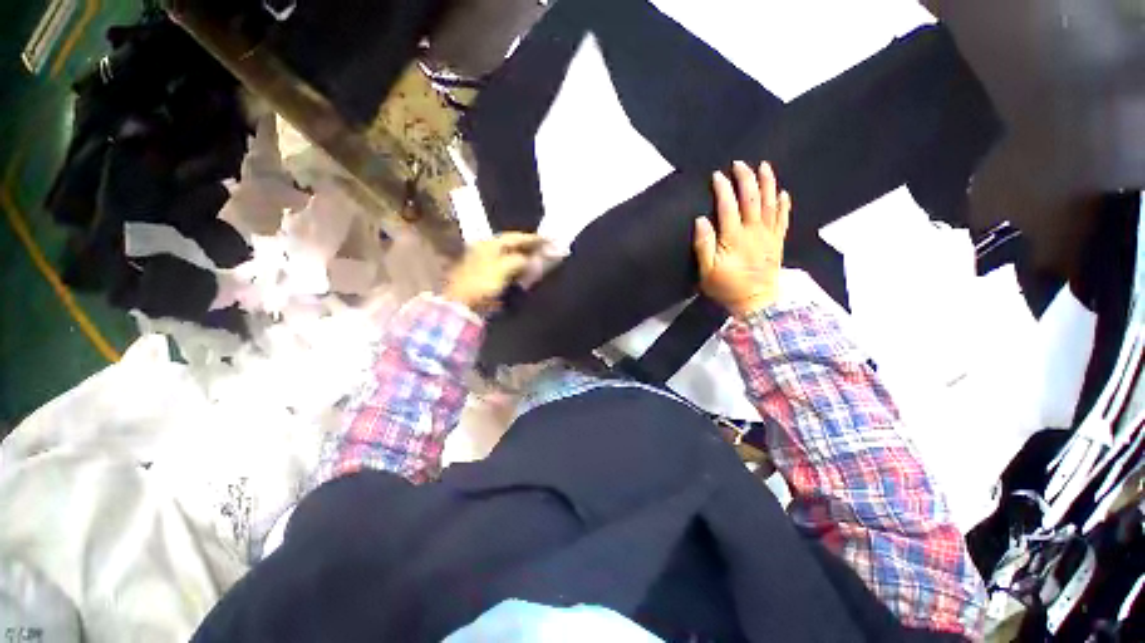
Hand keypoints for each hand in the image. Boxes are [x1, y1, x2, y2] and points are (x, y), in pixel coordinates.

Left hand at [445, 232, 546, 312]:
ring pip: (511, 255)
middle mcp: (487, 248)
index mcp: (490, 243)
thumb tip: (532, 259)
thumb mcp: (503, 268)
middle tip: (547, 249)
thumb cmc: (481, 282)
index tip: (549, 240)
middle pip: (513, 245)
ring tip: (539, 259)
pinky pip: (508, 266)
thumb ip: (520, 260)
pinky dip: (519, 266)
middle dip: (531, 247)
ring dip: (526, 257)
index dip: (534, 238)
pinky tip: (526, 270)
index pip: (516, 237)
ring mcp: (486, 261)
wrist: (462, 301)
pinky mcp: (487, 274)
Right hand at [694, 160, 790, 316]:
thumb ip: (703, 245)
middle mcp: (754, 232)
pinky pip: (783, 219)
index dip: (723, 189)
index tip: (717, 175)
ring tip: (764, 167)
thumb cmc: (727, 288)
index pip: (728, 207)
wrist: (756, 302)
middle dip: (745, 179)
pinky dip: (784, 204)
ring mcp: (769, 236)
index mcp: (734, 238)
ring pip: (770, 204)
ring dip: (767, 183)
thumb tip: (701, 220)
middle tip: (739, 164)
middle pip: (751, 199)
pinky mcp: (778, 242)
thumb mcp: (707, 272)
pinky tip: (783, 193)